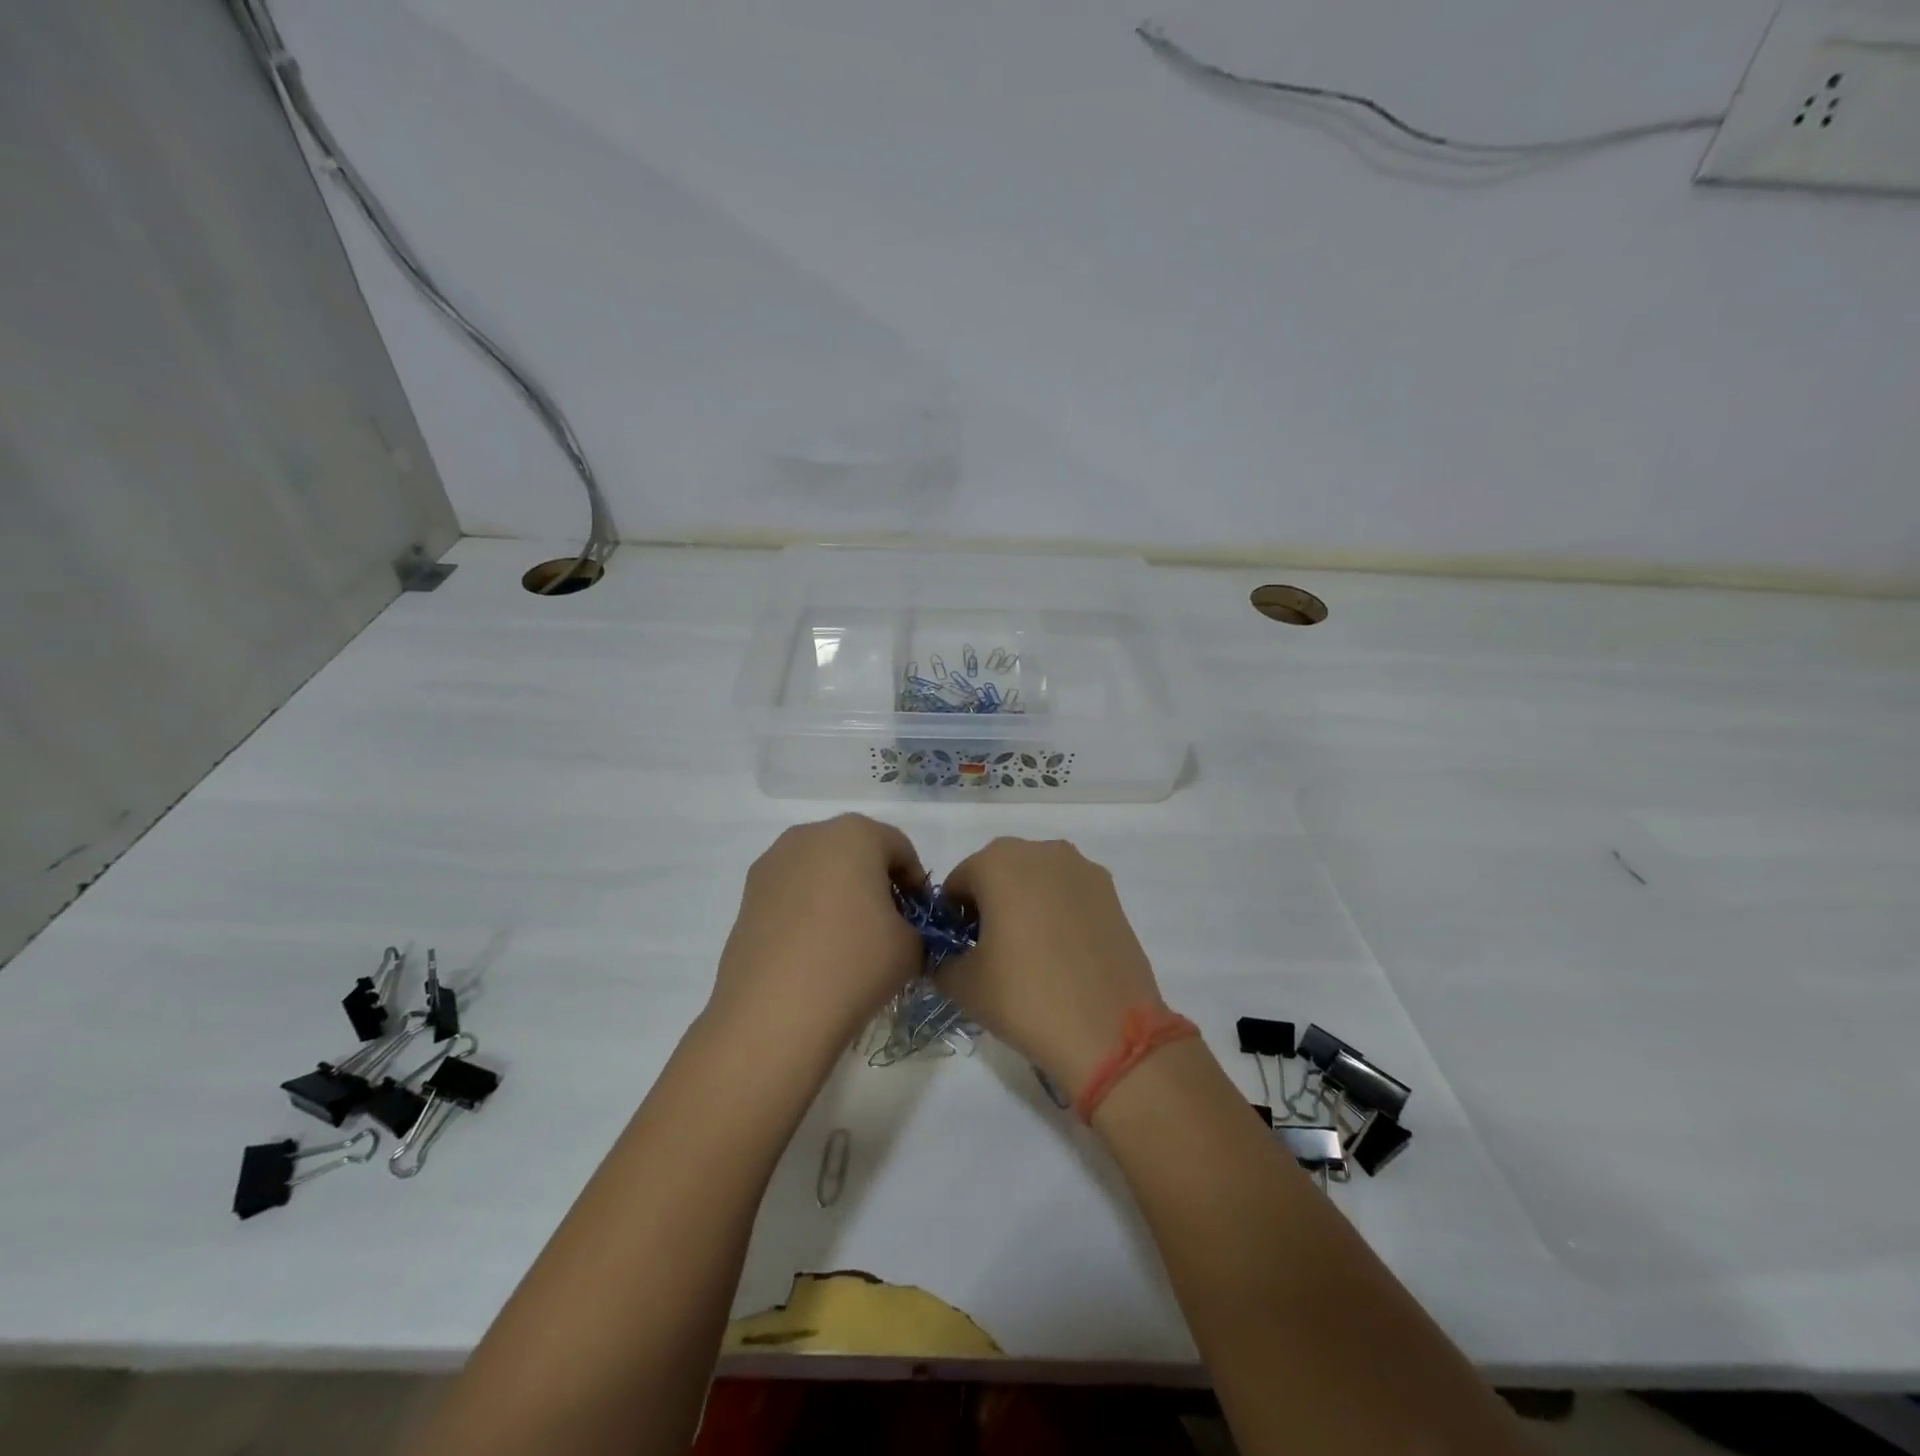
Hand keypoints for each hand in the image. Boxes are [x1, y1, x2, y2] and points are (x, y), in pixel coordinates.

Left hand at [707, 815, 925, 1059]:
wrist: (773, 1013)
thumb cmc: (854, 963)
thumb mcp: (912, 947)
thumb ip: (916, 928)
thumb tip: (899, 932)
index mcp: (855, 833)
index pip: (899, 848)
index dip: (915, 883)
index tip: (919, 920)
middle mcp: (810, 835)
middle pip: (856, 852)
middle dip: (875, 884)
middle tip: (887, 928)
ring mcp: (772, 863)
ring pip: (820, 871)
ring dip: (839, 895)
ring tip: (848, 942)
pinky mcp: (747, 896)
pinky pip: (792, 893)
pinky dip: (808, 912)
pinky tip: (814, 952)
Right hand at [941, 838, 1165, 1100]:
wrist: (1110, 1030)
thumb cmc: (1025, 997)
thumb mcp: (962, 984)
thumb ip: (941, 961)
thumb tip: (947, 958)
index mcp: (998, 861)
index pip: (958, 882)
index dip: (951, 917)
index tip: (958, 951)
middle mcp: (1041, 851)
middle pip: (999, 872)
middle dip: (989, 904)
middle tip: (990, 952)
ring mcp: (1082, 868)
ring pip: (1036, 879)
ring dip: (1024, 904)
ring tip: (1029, 953)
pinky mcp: (1111, 892)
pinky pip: (1068, 893)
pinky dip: (1057, 912)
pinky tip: (1061, 953)